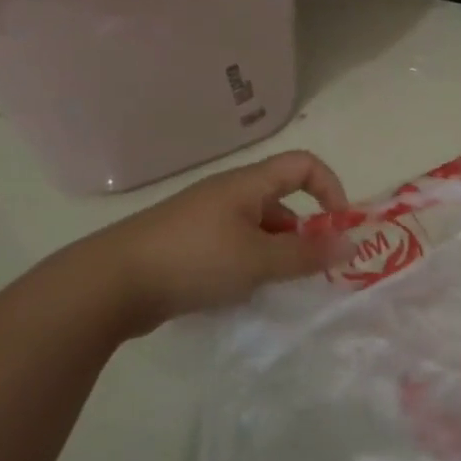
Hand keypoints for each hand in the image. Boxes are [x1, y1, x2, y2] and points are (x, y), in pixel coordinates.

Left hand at [78, 149, 349, 331]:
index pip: (304, 165)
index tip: (339, 227)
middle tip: (309, 270)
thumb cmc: (193, 260)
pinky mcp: (186, 245)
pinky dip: (248, 265)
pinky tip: (241, 294)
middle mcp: (228, 194)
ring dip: (275, 253)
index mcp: (247, 184)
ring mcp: (204, 219)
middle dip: (303, 232)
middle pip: (282, 200)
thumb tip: (351, 245)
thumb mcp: (258, 260)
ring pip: (257, 228)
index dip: (330, 188)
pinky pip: (233, 246)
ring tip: (274, 288)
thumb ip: (307, 255)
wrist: (109, 284)